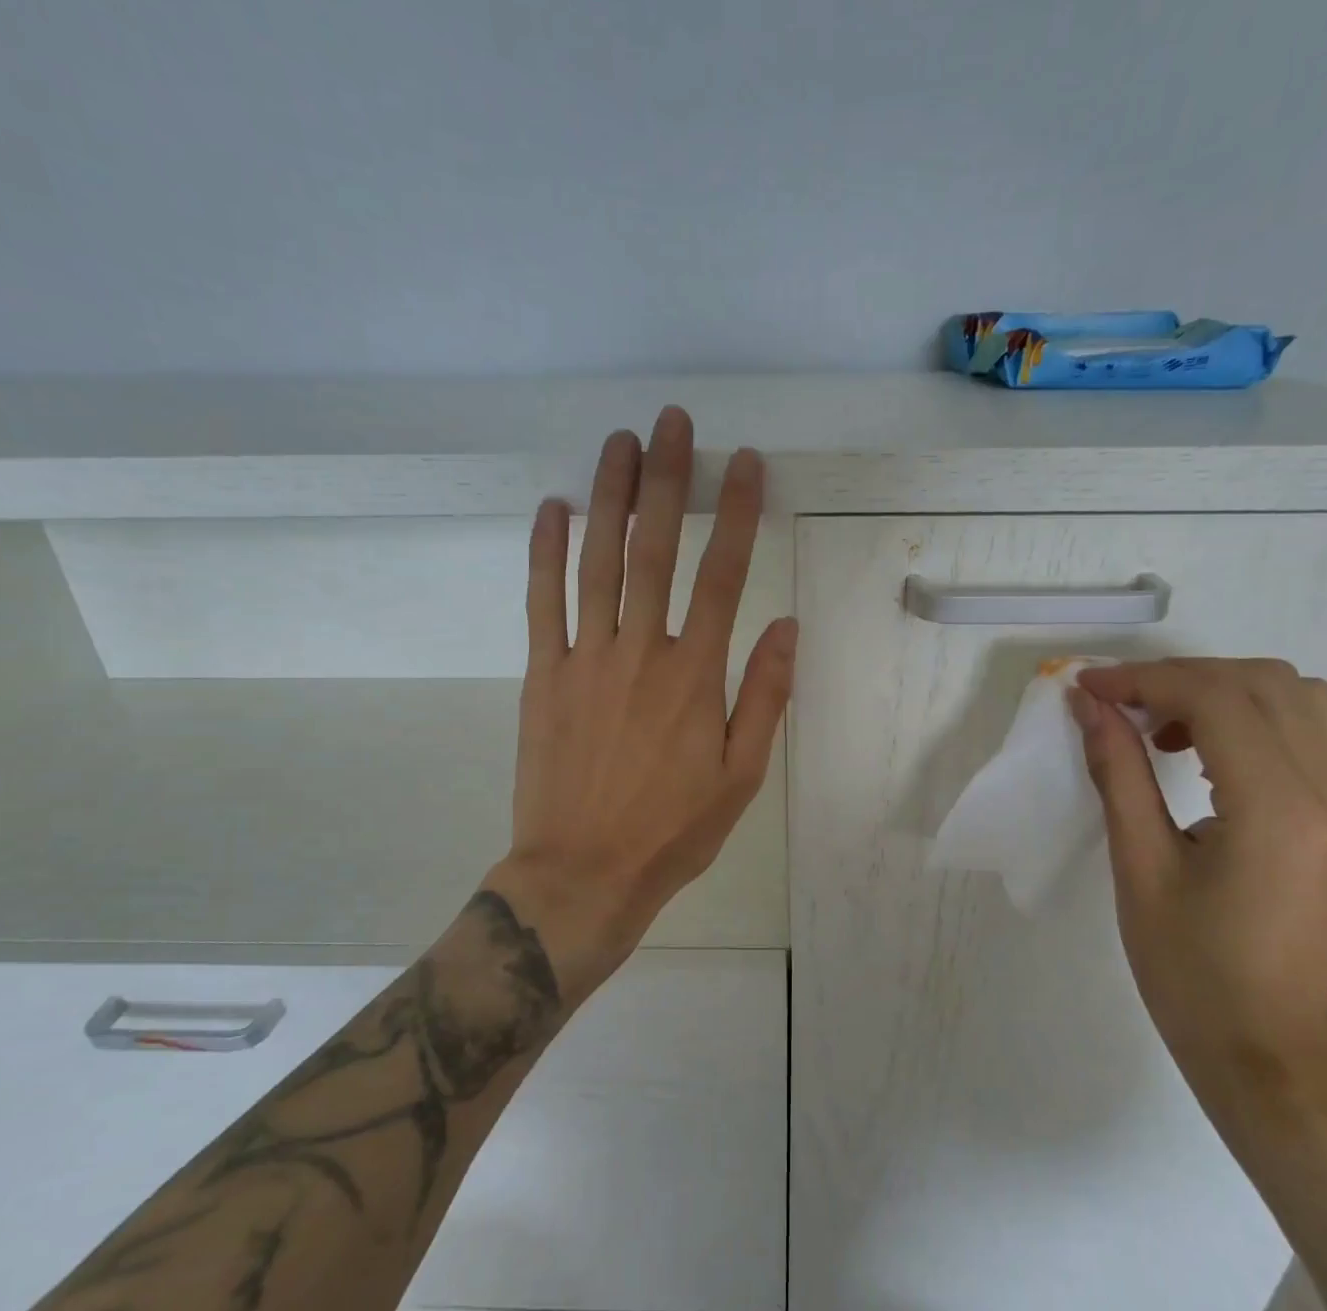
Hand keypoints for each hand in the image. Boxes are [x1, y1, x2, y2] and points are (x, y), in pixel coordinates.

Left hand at [482, 406, 796, 1000]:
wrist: (583, 873)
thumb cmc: (671, 831)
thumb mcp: (740, 776)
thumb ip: (764, 697)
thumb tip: (785, 628)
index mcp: (695, 675)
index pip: (722, 575)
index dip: (736, 513)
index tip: (745, 463)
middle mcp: (640, 651)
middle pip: (654, 549)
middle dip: (665, 479)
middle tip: (671, 422)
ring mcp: (584, 658)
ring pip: (597, 561)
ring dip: (609, 496)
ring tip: (618, 442)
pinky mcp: (542, 675)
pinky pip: (541, 602)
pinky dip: (545, 552)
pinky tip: (552, 508)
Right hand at [1069, 658, 1326, 1110]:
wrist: (1262, 1044)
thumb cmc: (1186, 966)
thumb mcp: (1138, 865)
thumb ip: (1118, 772)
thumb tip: (1090, 706)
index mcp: (1279, 811)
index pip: (1217, 700)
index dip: (1146, 679)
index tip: (1088, 687)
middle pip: (1265, 683)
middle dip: (1181, 676)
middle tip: (1119, 704)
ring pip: (1296, 698)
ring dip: (1221, 691)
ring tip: (1161, 728)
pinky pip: (1306, 735)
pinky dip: (1248, 719)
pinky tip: (1202, 756)